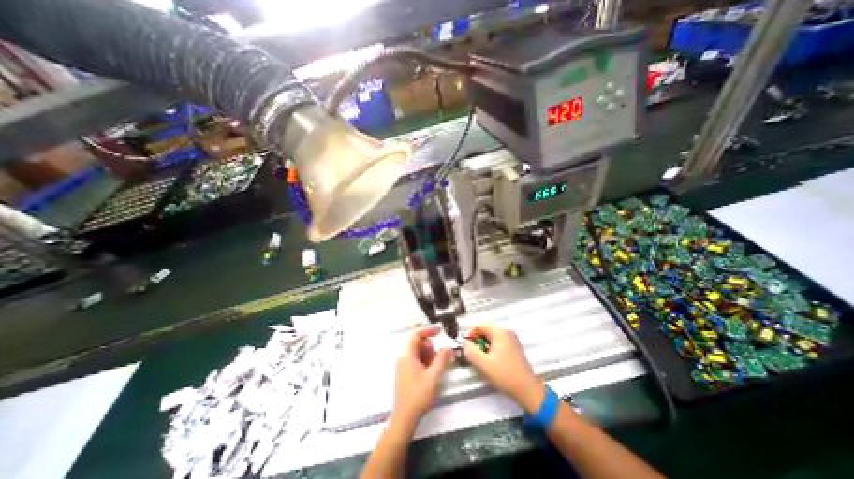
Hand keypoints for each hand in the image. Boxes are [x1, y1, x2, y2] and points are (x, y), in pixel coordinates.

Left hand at [396, 327, 455, 424]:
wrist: (404, 417)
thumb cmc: (418, 395)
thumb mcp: (433, 376)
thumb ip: (442, 359)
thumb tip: (449, 347)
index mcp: (407, 354)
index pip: (416, 335)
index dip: (428, 331)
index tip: (439, 332)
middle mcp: (402, 356)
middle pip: (416, 343)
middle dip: (429, 347)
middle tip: (438, 357)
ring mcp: (402, 365)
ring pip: (416, 352)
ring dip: (427, 355)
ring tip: (435, 367)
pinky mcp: (404, 372)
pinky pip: (414, 360)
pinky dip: (423, 361)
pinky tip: (430, 372)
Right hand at [464, 323, 543, 413]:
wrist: (527, 390)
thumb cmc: (505, 375)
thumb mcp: (483, 364)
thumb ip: (470, 351)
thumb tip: (465, 344)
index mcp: (500, 332)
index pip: (480, 325)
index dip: (471, 334)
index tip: (467, 346)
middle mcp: (507, 333)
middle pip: (486, 331)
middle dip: (478, 341)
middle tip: (474, 355)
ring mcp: (512, 340)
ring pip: (492, 338)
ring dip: (484, 347)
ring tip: (483, 361)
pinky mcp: (514, 349)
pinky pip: (498, 344)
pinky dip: (492, 350)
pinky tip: (492, 364)